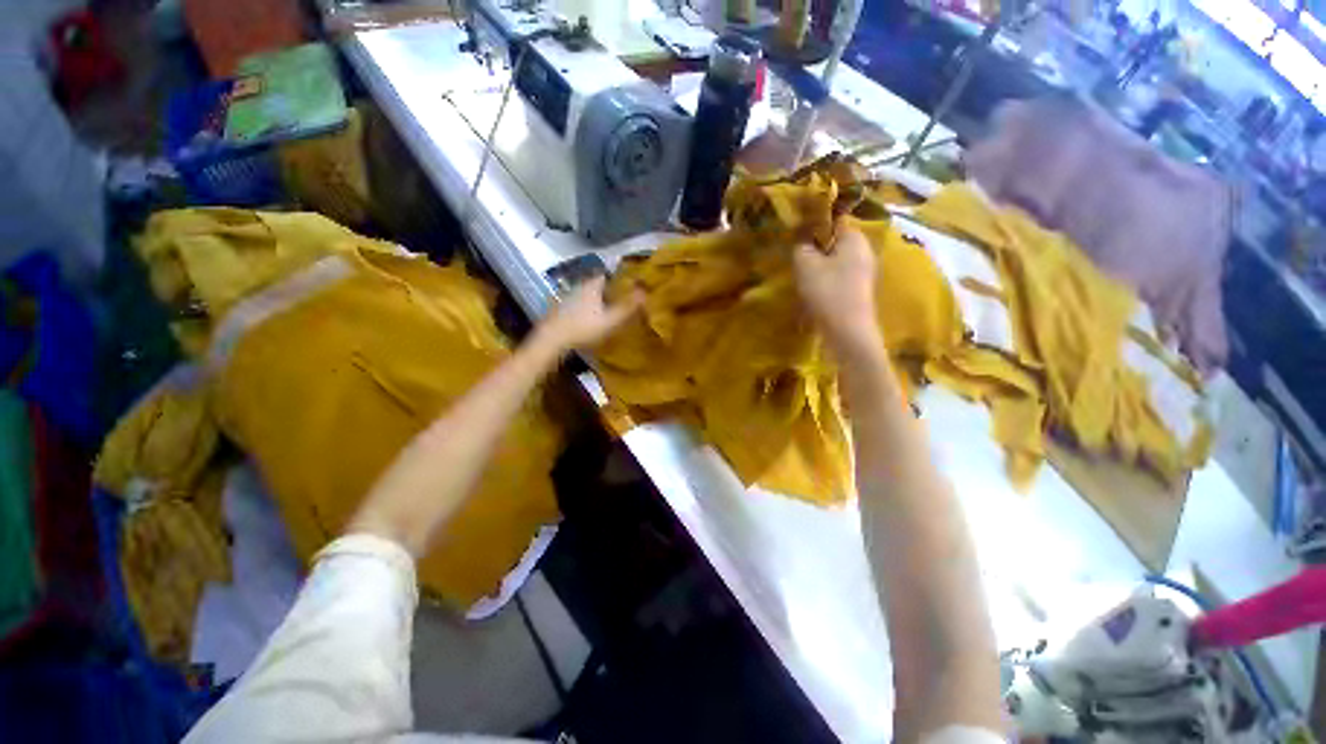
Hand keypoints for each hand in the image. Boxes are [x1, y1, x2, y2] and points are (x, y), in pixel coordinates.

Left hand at [535, 275, 642, 353]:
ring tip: (604, 311)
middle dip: (606, 291)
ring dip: (593, 301)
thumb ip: (628, 308)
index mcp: (591, 287)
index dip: (616, 279)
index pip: (605, 275)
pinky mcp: (557, 311)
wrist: (551, 341)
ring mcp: (565, 299)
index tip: (626, 286)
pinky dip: (583, 310)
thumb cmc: (583, 329)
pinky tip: (586, 321)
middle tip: (617, 300)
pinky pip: (575, 306)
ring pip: (584, 295)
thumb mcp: (610, 321)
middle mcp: (578, 288)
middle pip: (594, 285)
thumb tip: (645, 293)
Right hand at [793, 224, 881, 357]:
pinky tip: (814, 294)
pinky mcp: (859, 290)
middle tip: (797, 261)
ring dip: (819, 268)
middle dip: (815, 250)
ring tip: (802, 279)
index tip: (795, 237)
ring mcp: (864, 272)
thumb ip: (801, 246)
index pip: (833, 221)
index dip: (812, 226)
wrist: (847, 331)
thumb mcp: (805, 264)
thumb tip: (802, 239)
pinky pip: (839, 278)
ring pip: (835, 262)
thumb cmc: (826, 292)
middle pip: (834, 243)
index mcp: (855, 238)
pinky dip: (826, 282)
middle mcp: (864, 251)